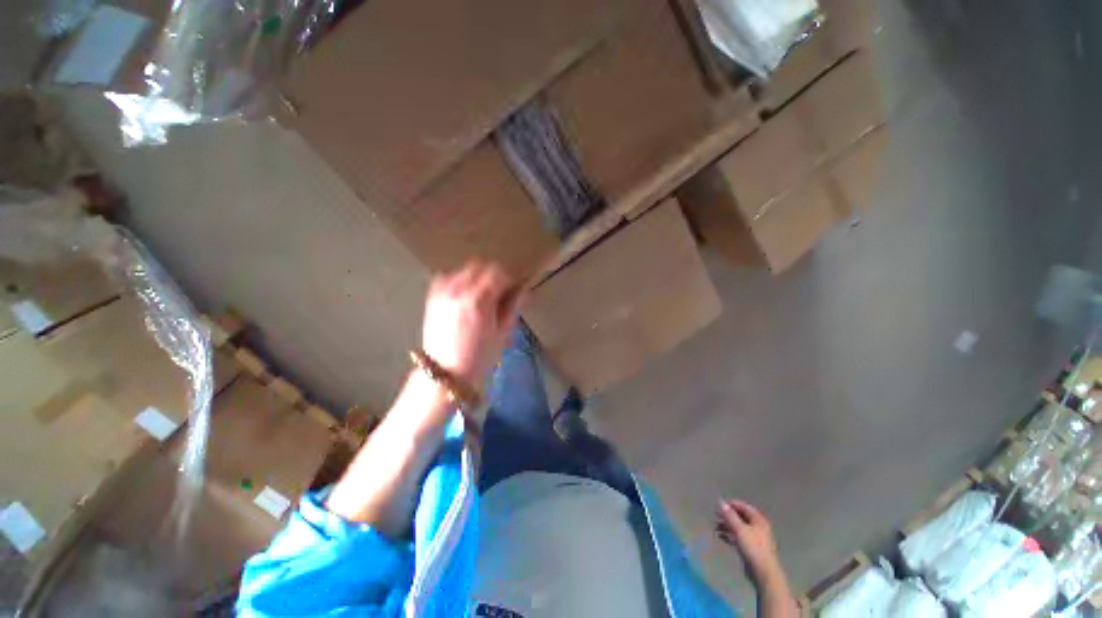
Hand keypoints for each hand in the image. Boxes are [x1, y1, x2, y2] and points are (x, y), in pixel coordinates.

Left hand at [422, 260, 523, 388]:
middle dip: (492, 276)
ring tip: (480, 295)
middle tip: (498, 292)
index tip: (512, 290)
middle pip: (480, 266)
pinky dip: (457, 280)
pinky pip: (445, 277)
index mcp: (479, 300)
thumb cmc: (479, 357)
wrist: (446, 372)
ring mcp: (443, 293)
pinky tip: (462, 295)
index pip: (498, 274)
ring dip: (475, 277)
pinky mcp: (432, 299)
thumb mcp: (502, 333)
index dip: (508, 280)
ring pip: (463, 270)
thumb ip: (513, 307)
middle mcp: (459, 291)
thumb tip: (523, 291)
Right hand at [717, 499, 781, 578]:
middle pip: (741, 517)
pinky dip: (730, 536)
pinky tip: (721, 537)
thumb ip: (729, 515)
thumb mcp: (739, 529)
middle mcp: (758, 527)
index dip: (732, 504)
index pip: (744, 507)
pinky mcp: (751, 549)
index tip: (719, 505)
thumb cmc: (752, 547)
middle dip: (728, 516)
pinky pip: (739, 538)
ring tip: (716, 527)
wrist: (763, 572)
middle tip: (716, 516)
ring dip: (727, 526)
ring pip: (739, 528)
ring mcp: (755, 539)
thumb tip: (721, 502)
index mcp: (758, 520)